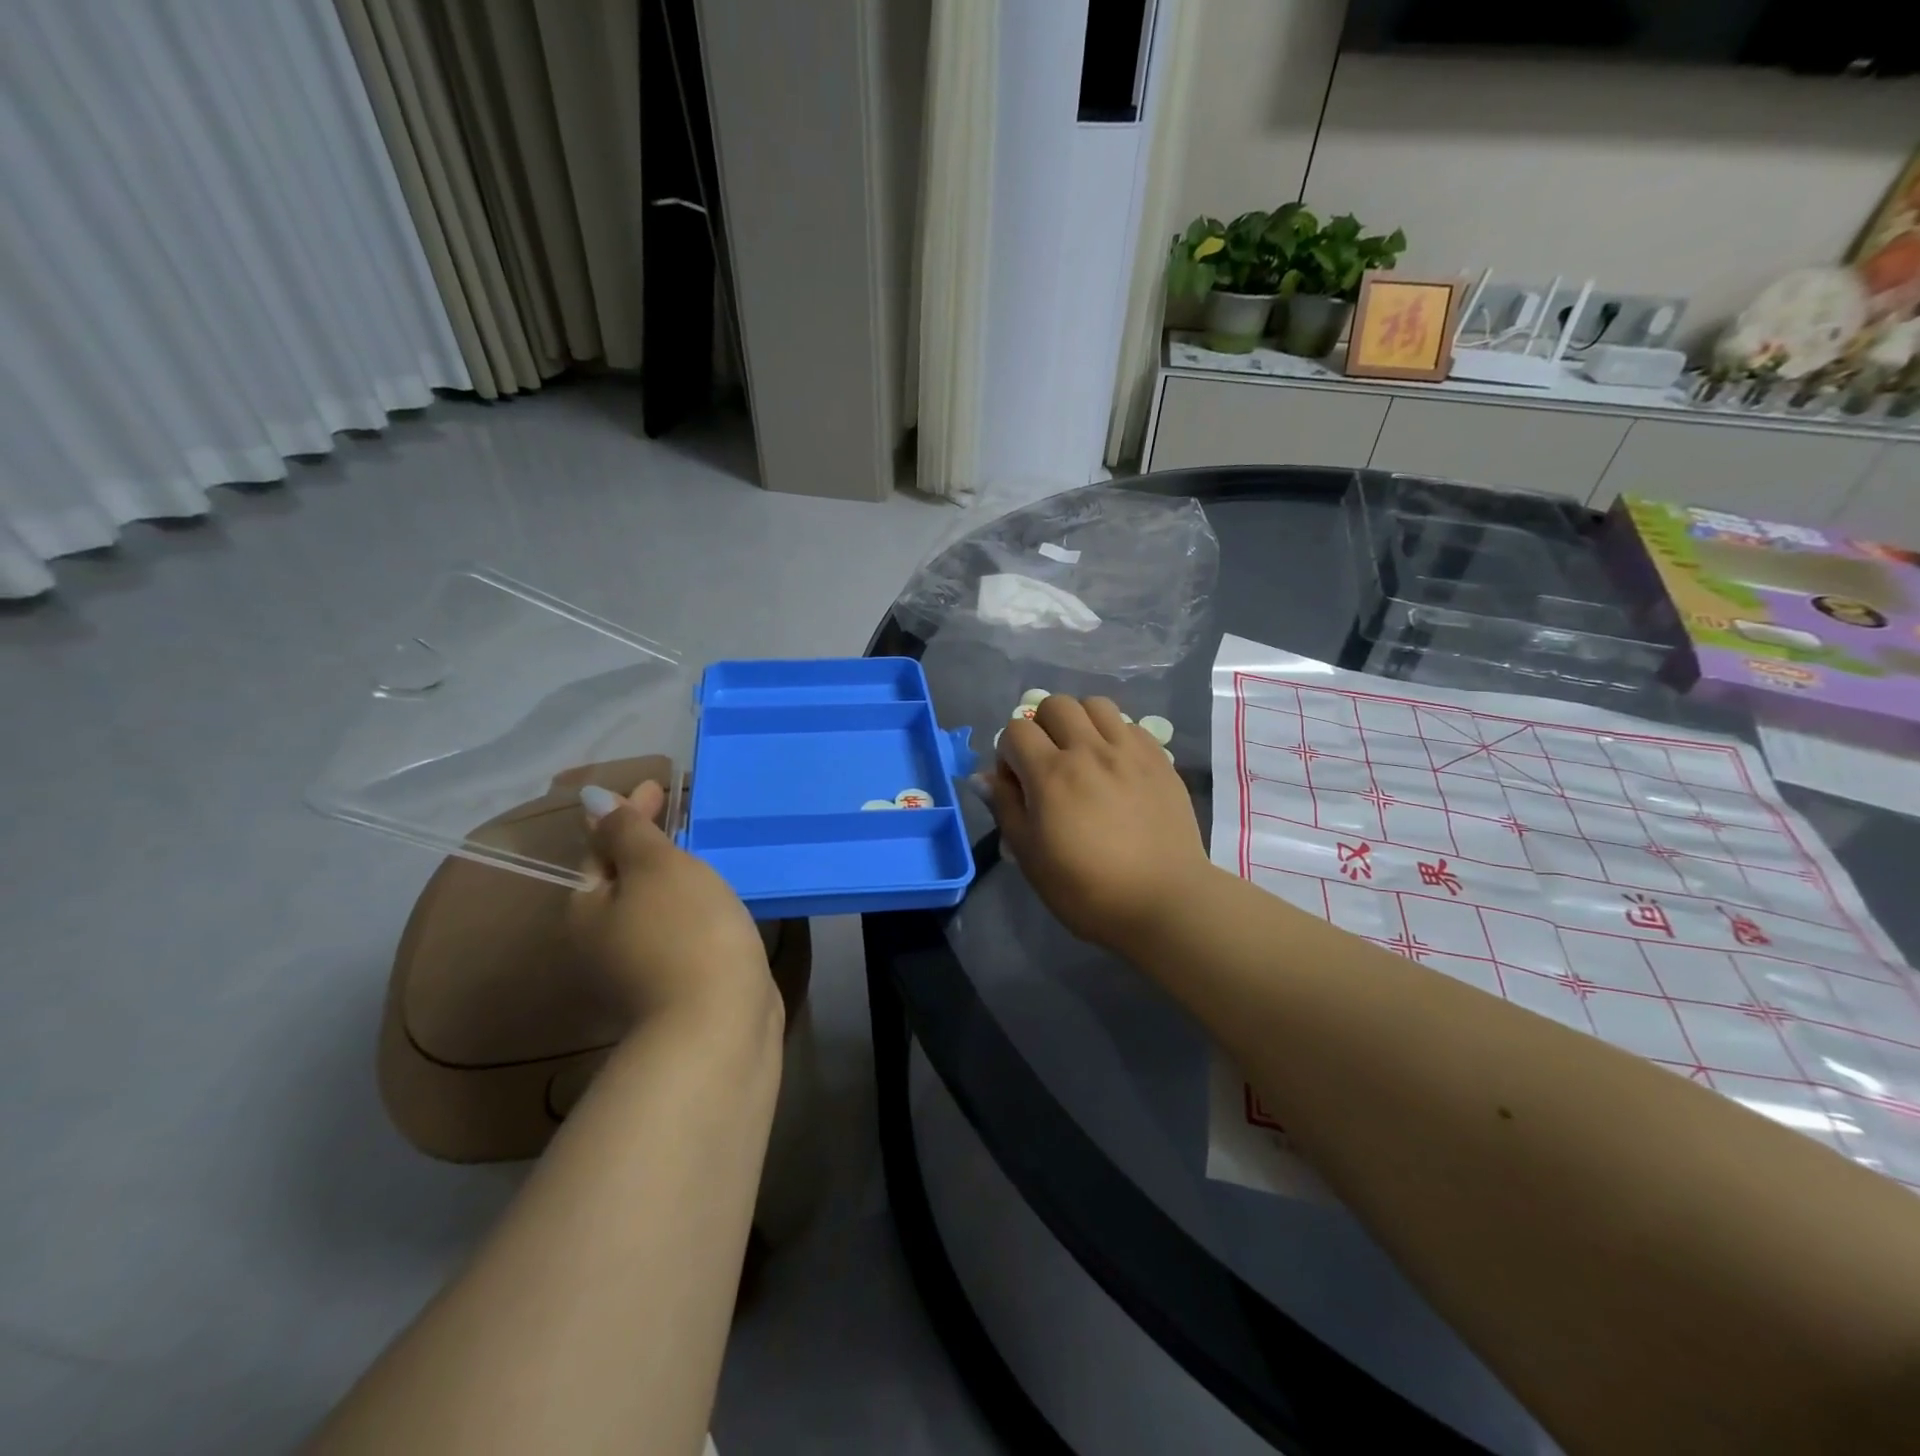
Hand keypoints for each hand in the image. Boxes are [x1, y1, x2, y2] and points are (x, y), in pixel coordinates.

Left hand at [569, 781, 775, 1026]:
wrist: (719, 1021)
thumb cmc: (685, 930)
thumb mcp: (656, 867)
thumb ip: (627, 830)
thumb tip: (592, 799)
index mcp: (588, 909)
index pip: (601, 847)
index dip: (628, 812)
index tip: (661, 785)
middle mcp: (603, 941)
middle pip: (623, 878)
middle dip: (648, 844)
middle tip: (683, 814)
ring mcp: (640, 968)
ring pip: (653, 906)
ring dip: (673, 876)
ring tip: (704, 850)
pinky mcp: (677, 983)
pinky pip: (679, 928)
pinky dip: (692, 905)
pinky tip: (717, 898)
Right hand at [988, 695, 1216, 952]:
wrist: (1163, 901)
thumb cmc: (1087, 889)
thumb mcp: (1030, 857)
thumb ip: (1006, 808)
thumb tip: (983, 778)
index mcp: (1051, 774)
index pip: (1016, 729)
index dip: (1008, 753)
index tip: (1017, 784)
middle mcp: (1089, 750)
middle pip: (1056, 704)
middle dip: (1042, 727)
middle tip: (1049, 763)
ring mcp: (1129, 751)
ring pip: (1095, 704)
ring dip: (1080, 722)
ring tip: (1084, 755)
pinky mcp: (1160, 759)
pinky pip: (1130, 724)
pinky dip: (1115, 735)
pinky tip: (1116, 766)